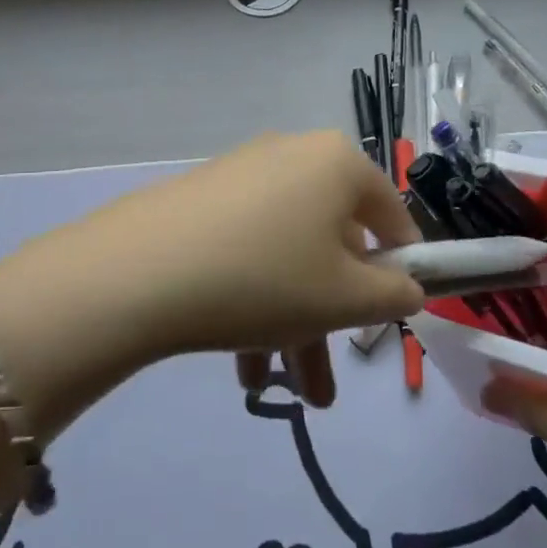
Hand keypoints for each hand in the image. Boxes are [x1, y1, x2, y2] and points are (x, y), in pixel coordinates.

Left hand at [0, 132, 423, 409]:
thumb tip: (407, 288)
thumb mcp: (346, 299)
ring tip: (285, 392)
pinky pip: (247, 249)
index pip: (390, 214)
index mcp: (337, 163)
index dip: (401, 268)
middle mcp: (291, 155)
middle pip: (331, 243)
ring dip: (292, 324)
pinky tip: (242, 363)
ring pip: (286, 255)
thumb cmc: (267, 278)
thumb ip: (395, 295)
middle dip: (334, 319)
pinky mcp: (202, 199)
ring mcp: (242, 175)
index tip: (392, 315)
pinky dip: (254, 299)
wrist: (140, 272)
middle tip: (328, 380)